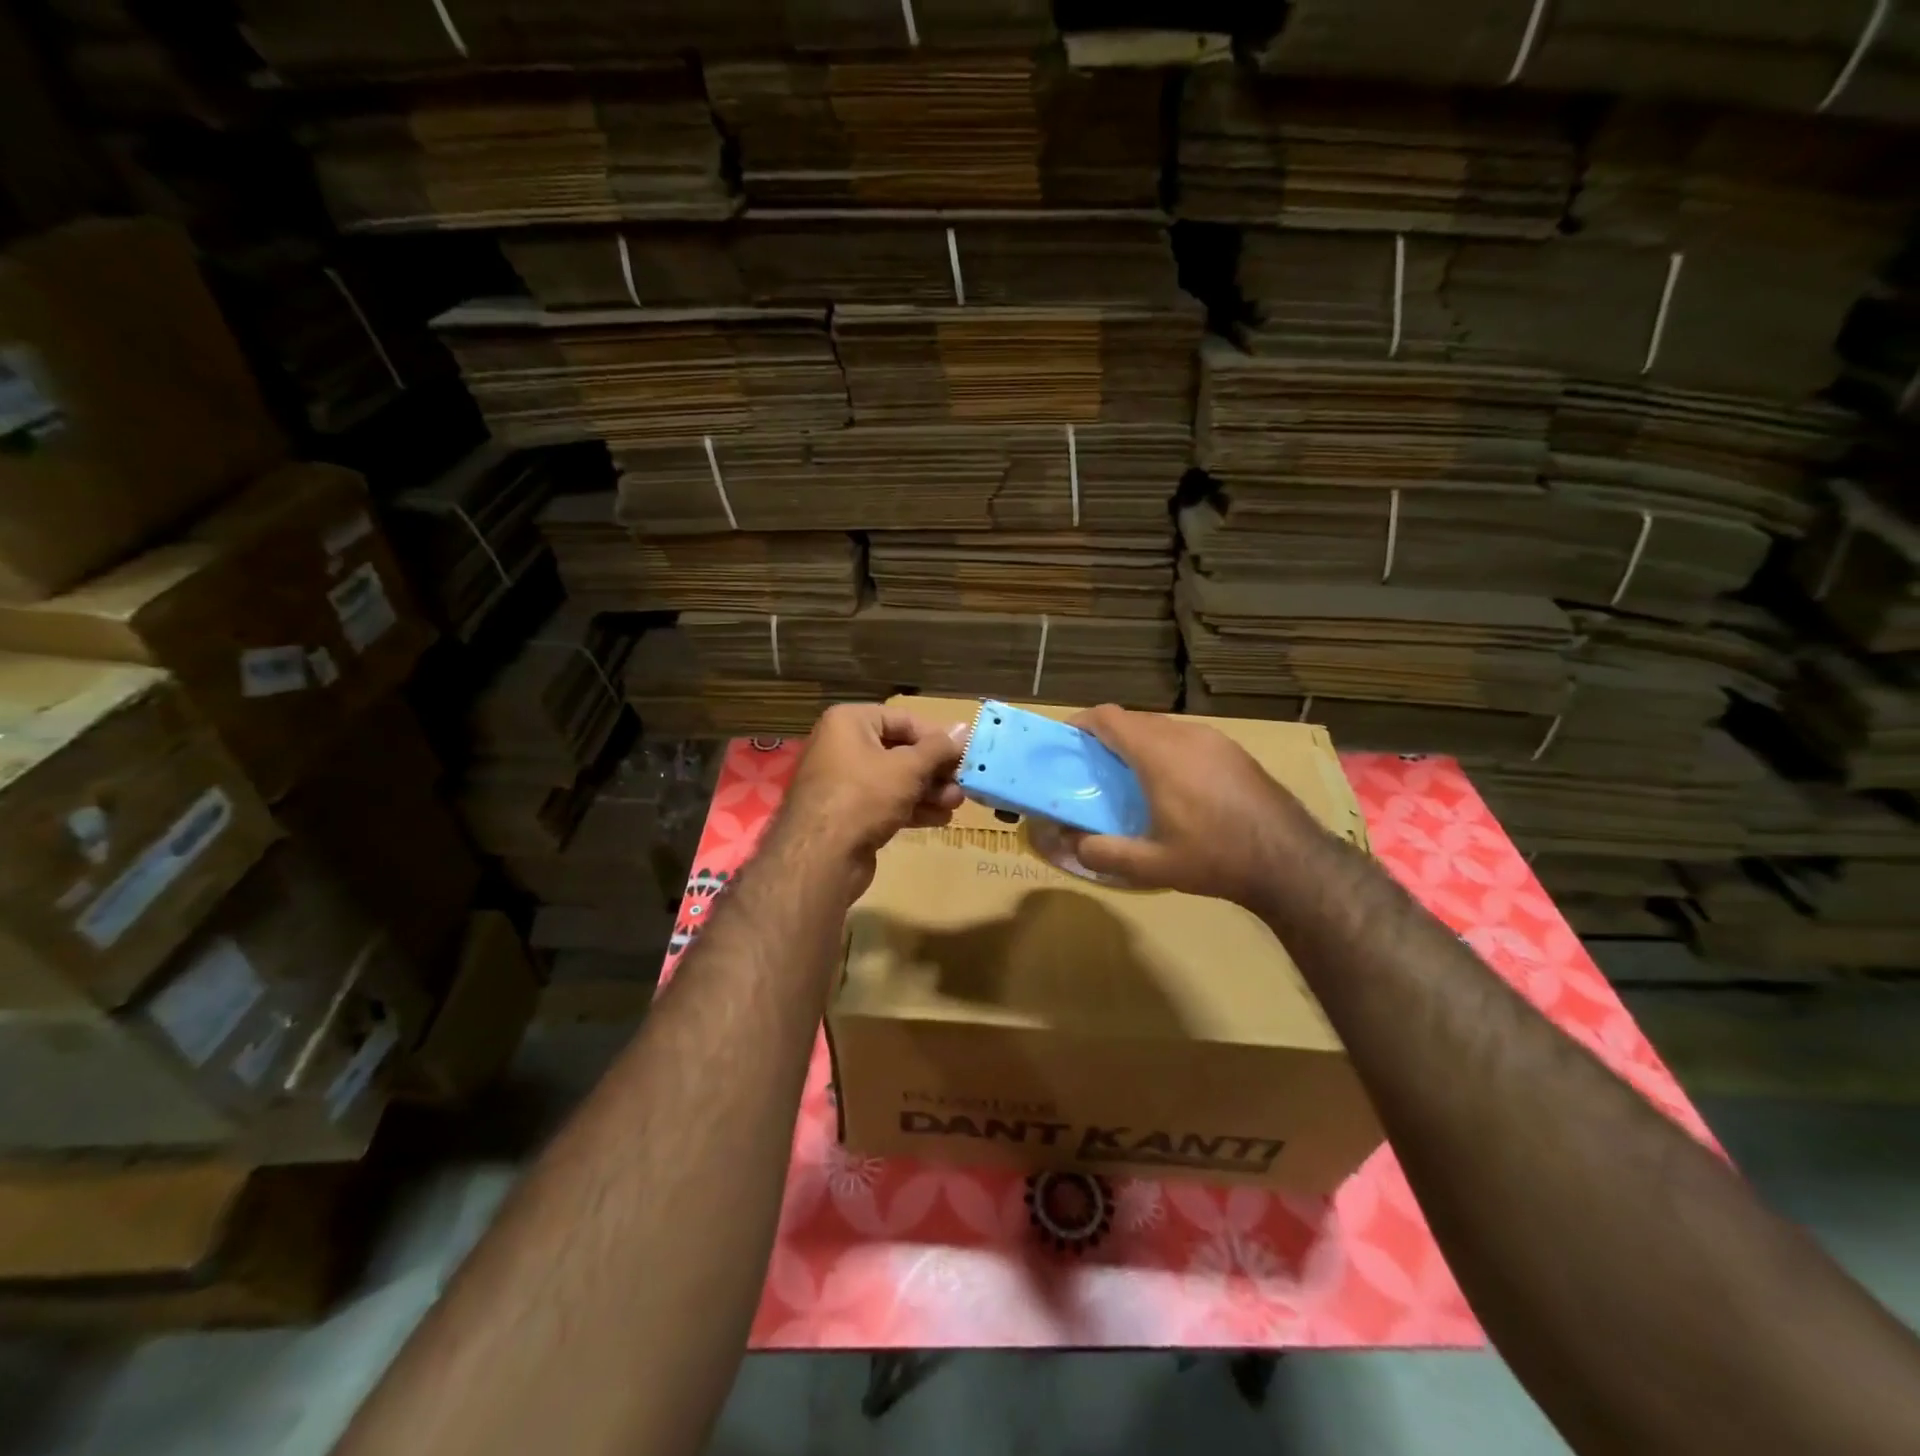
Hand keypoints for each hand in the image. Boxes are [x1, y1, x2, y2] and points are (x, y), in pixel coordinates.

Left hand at [773, 704, 966, 900]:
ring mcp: (842, 783)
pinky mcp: (847, 814)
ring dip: (928, 791)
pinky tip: (939, 819)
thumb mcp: (908, 767)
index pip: (903, 720)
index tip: (963, 755)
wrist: (821, 857)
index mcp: (849, 722)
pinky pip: (884, 803)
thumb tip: (965, 728)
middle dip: (934, 770)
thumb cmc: (864, 796)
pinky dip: (911, 808)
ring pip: (894, 781)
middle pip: (899, 752)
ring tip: (956, 804)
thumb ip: (939, 748)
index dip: (936, 737)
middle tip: (962, 784)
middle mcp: (841, 746)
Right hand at [1063, 704, 1307, 905]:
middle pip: (1134, 720)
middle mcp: (1185, 735)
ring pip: (1162, 728)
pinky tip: (1173, 786)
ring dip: (1139, 743)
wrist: (1290, 860)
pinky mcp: (1234, 751)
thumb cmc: (1215, 857)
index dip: (1081, 723)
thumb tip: (1072, 843)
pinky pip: (1187, 738)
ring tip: (1130, 778)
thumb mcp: (1151, 865)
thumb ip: (1103, 852)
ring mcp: (1214, 740)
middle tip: (1093, 768)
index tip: (1065, 741)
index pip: (1108, 717)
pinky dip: (1166, 750)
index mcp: (1159, 754)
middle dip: (1107, 737)